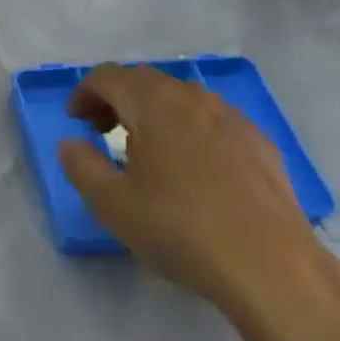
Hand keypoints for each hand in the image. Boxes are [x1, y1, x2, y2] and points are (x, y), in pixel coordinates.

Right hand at [58, 66, 339, 340]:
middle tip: (101, 130)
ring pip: (183, 98)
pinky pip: (213, 120)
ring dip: (154, 111)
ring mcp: (233, 119)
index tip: (75, 120)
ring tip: (145, 148)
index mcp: (154, 106)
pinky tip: (192, 167)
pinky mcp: (260, 143)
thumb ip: (81, 166)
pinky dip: (189, 128)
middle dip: (117, 98)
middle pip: (147, 80)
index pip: (110, 77)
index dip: (85, 92)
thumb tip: (71, 143)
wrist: (268, 263)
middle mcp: (194, 99)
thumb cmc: (179, 229)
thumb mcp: (111, 204)